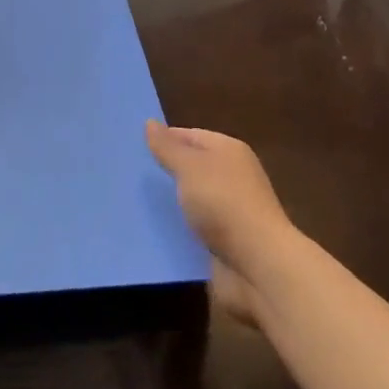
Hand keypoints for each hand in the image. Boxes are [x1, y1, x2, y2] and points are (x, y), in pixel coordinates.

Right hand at [147, 121, 296, 327]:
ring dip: (170, 203)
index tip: (133, 148)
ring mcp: (231, 211)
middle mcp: (232, 176)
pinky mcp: (226, 241)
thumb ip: (168, 147)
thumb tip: (150, 123)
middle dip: (164, 172)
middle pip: (191, 167)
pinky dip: (178, 230)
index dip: (163, 139)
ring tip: (133, 203)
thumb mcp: (189, 168)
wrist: (259, 266)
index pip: (190, 135)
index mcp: (228, 150)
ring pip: (191, 199)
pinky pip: (194, 228)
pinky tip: (153, 231)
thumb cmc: (223, 204)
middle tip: (130, 176)